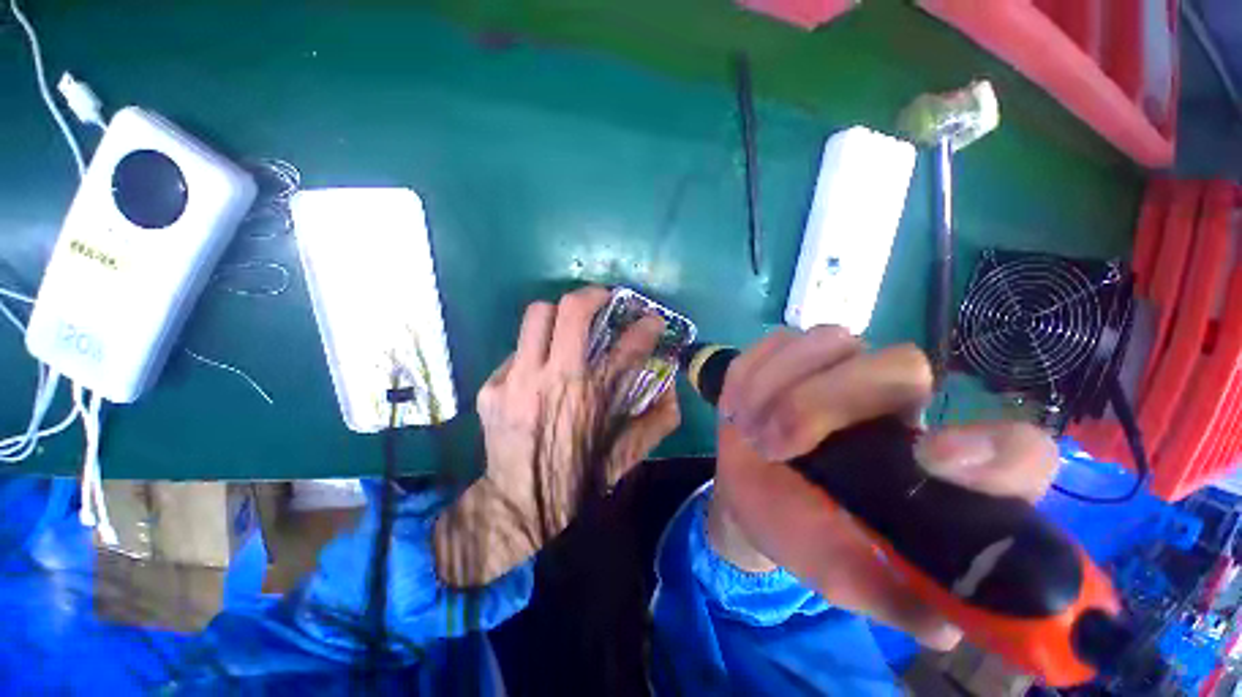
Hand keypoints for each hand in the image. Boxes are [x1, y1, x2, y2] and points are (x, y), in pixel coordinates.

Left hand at [435, 286, 679, 586]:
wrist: (519, 507)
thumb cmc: (579, 480)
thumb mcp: (627, 454)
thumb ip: (658, 419)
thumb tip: (672, 385)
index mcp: (593, 399)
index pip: (628, 347)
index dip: (646, 327)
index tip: (651, 320)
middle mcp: (553, 381)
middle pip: (571, 311)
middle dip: (593, 295)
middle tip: (603, 299)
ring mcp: (516, 381)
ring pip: (536, 316)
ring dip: (558, 315)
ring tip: (568, 327)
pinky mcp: (491, 389)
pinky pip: (517, 352)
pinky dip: (534, 355)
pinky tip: (538, 375)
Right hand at [708, 327, 1057, 649]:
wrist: (747, 496)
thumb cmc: (801, 534)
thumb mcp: (844, 577)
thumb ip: (894, 597)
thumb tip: (946, 625)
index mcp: (933, 466)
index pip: (1014, 449)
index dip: (993, 450)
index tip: (933, 460)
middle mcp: (898, 404)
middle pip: (900, 365)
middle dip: (822, 402)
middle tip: (774, 447)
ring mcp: (839, 368)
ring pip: (830, 341)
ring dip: (777, 386)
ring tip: (749, 430)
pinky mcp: (789, 356)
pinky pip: (775, 342)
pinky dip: (750, 373)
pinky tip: (737, 407)